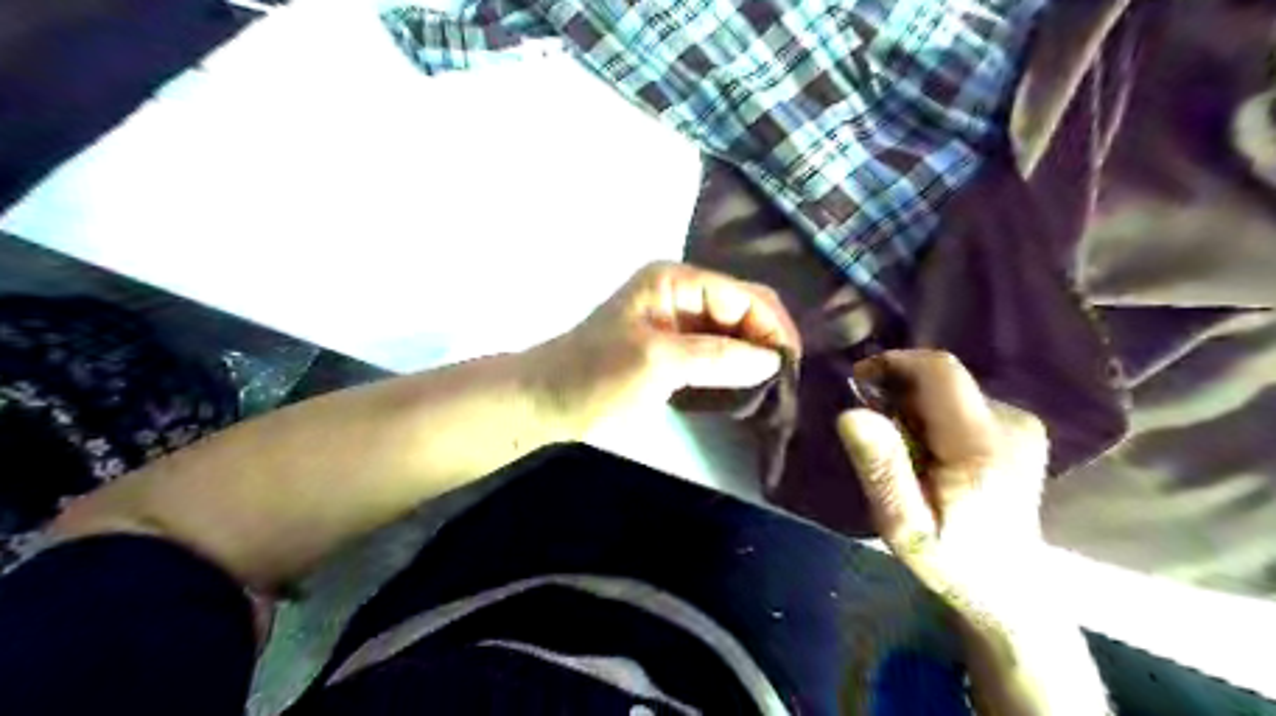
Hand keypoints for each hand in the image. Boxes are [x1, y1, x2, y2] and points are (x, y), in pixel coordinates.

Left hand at [524, 260, 798, 433]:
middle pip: (744, 310)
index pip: (743, 296)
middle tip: (789, 382)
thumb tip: (773, 360)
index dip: (773, 328)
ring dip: (756, 357)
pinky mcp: (674, 351)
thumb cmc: (595, 376)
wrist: (545, 403)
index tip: (792, 369)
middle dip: (768, 341)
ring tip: (778, 389)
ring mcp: (678, 323)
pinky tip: (751, 389)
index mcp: (676, 281)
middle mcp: (682, 294)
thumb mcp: (657, 362)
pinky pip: (718, 354)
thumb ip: (717, 357)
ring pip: (734, 333)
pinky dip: (737, 369)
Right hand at [840, 349, 1046, 622]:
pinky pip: (964, 400)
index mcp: (980, 446)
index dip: (895, 362)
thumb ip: (881, 468)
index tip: (860, 382)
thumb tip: (851, 412)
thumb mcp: (903, 524)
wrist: (1011, 587)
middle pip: (943, 378)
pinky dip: (936, 415)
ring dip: (916, 406)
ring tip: (906, 450)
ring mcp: (1022, 423)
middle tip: (879, 434)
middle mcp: (1011, 422)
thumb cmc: (950, 560)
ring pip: (951, 388)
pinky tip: (932, 452)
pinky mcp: (1021, 426)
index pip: (939, 370)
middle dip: (901, 392)